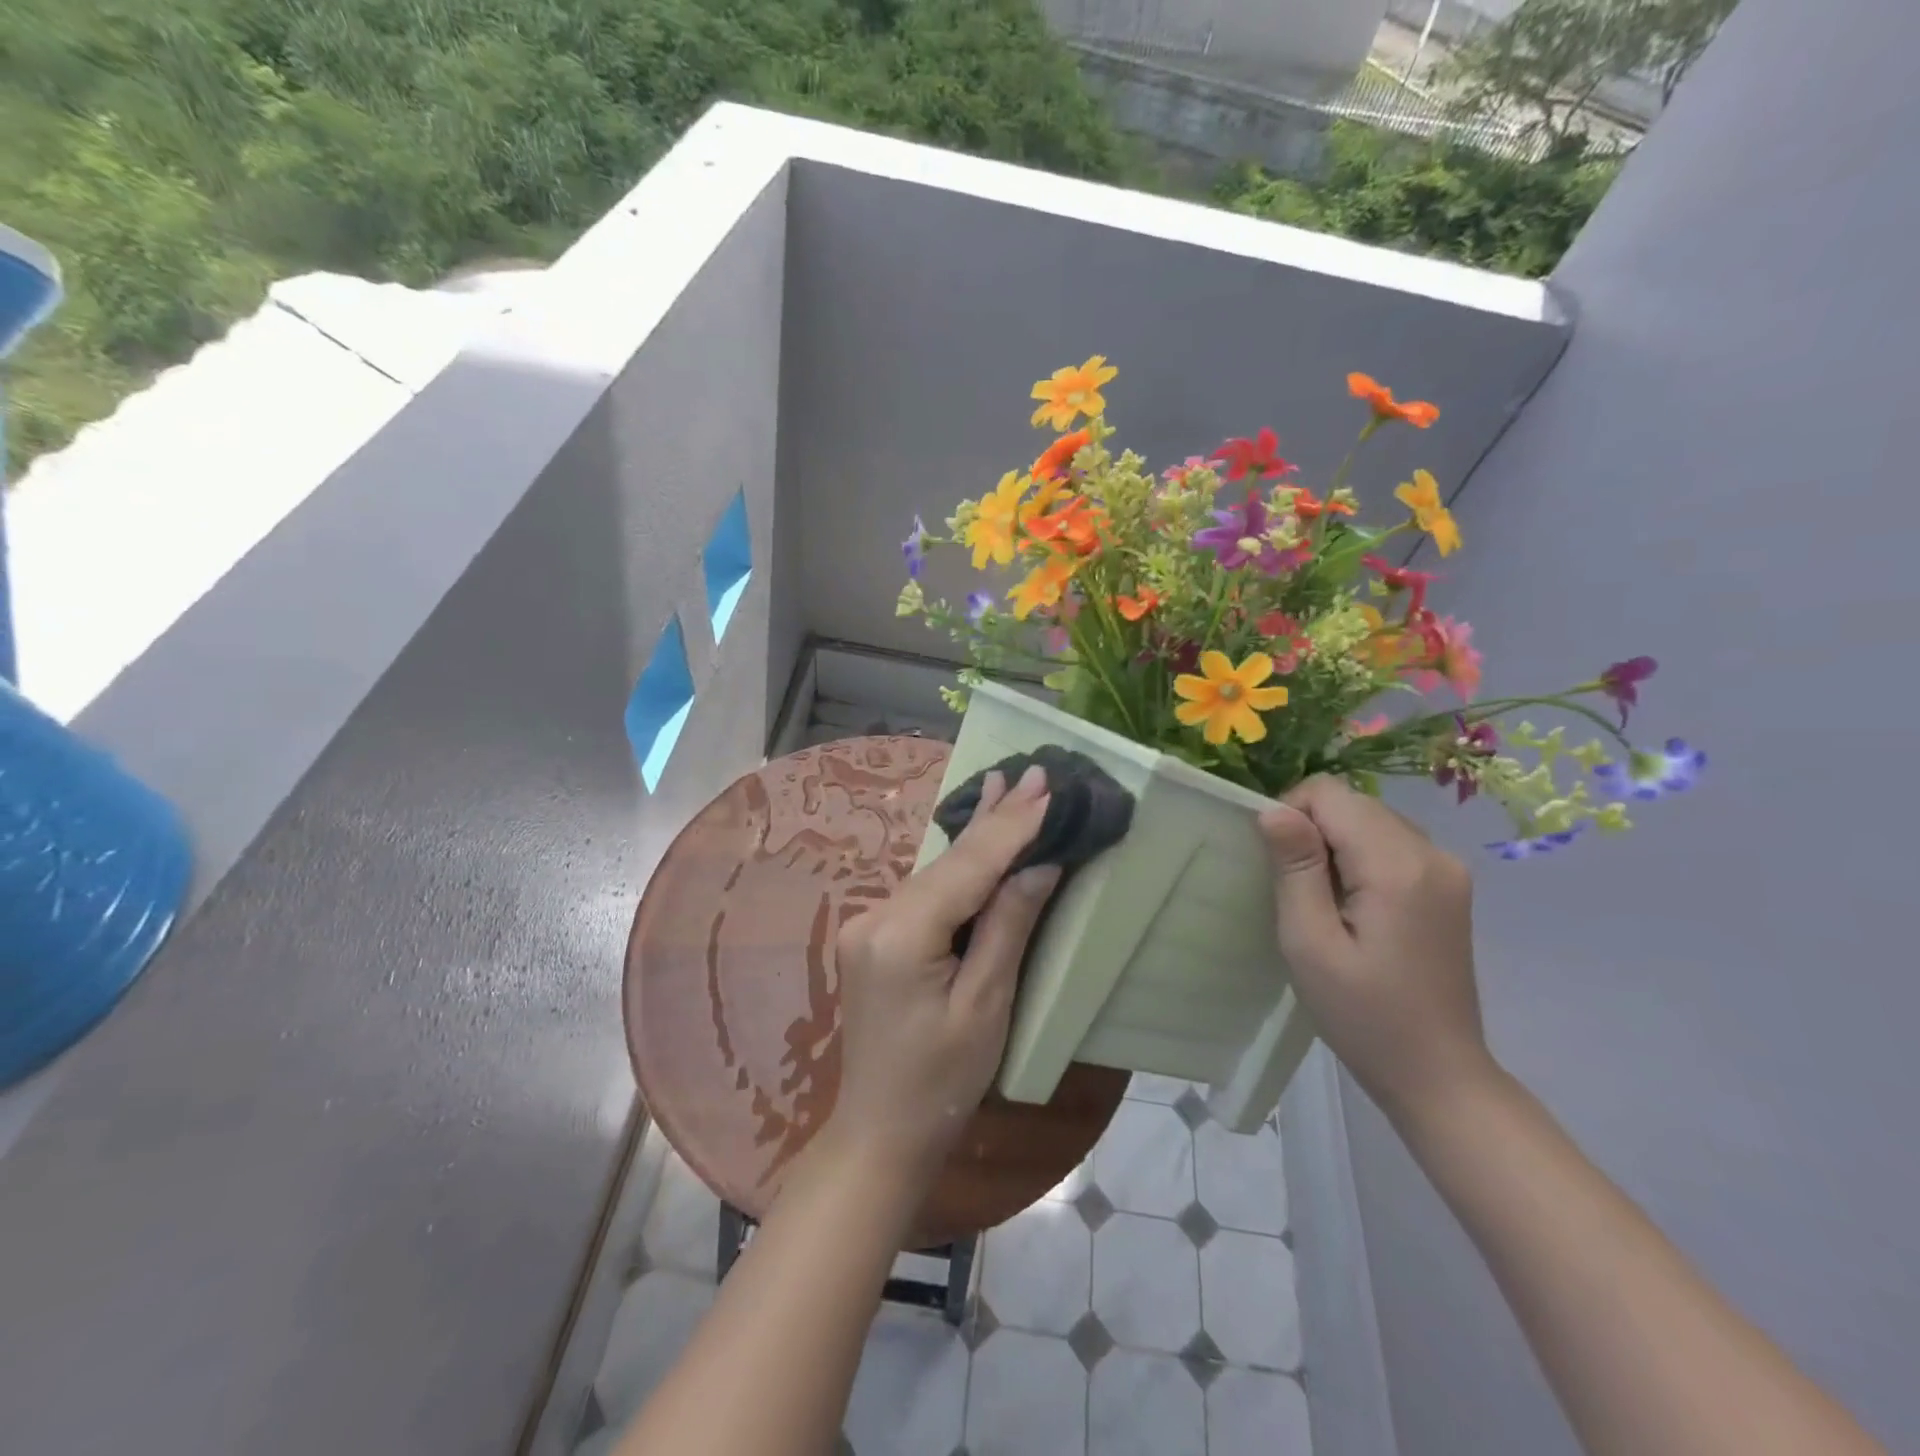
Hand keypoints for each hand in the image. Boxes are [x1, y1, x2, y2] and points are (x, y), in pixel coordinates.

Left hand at [831, 764, 1060, 1179]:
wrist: (879, 1133)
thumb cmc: (942, 1082)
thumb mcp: (986, 1006)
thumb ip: (1008, 926)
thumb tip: (1039, 863)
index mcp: (901, 935)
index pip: (969, 867)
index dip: (1012, 826)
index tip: (1046, 785)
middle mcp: (876, 915)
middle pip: (949, 860)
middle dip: (996, 817)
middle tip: (1033, 770)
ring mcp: (869, 923)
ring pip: (936, 870)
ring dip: (977, 833)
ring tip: (1008, 786)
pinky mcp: (875, 934)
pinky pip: (925, 889)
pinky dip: (958, 863)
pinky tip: (975, 834)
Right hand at [1257, 775, 1491, 1124]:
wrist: (1438, 1074)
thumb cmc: (1363, 1015)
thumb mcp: (1310, 943)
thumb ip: (1295, 868)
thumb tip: (1272, 809)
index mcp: (1397, 865)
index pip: (1330, 793)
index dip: (1290, 814)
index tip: (1277, 864)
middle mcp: (1431, 853)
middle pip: (1353, 803)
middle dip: (1312, 829)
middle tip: (1296, 889)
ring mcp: (1447, 869)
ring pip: (1370, 819)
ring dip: (1335, 844)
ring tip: (1323, 900)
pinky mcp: (1448, 886)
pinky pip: (1390, 843)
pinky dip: (1360, 857)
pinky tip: (1353, 905)